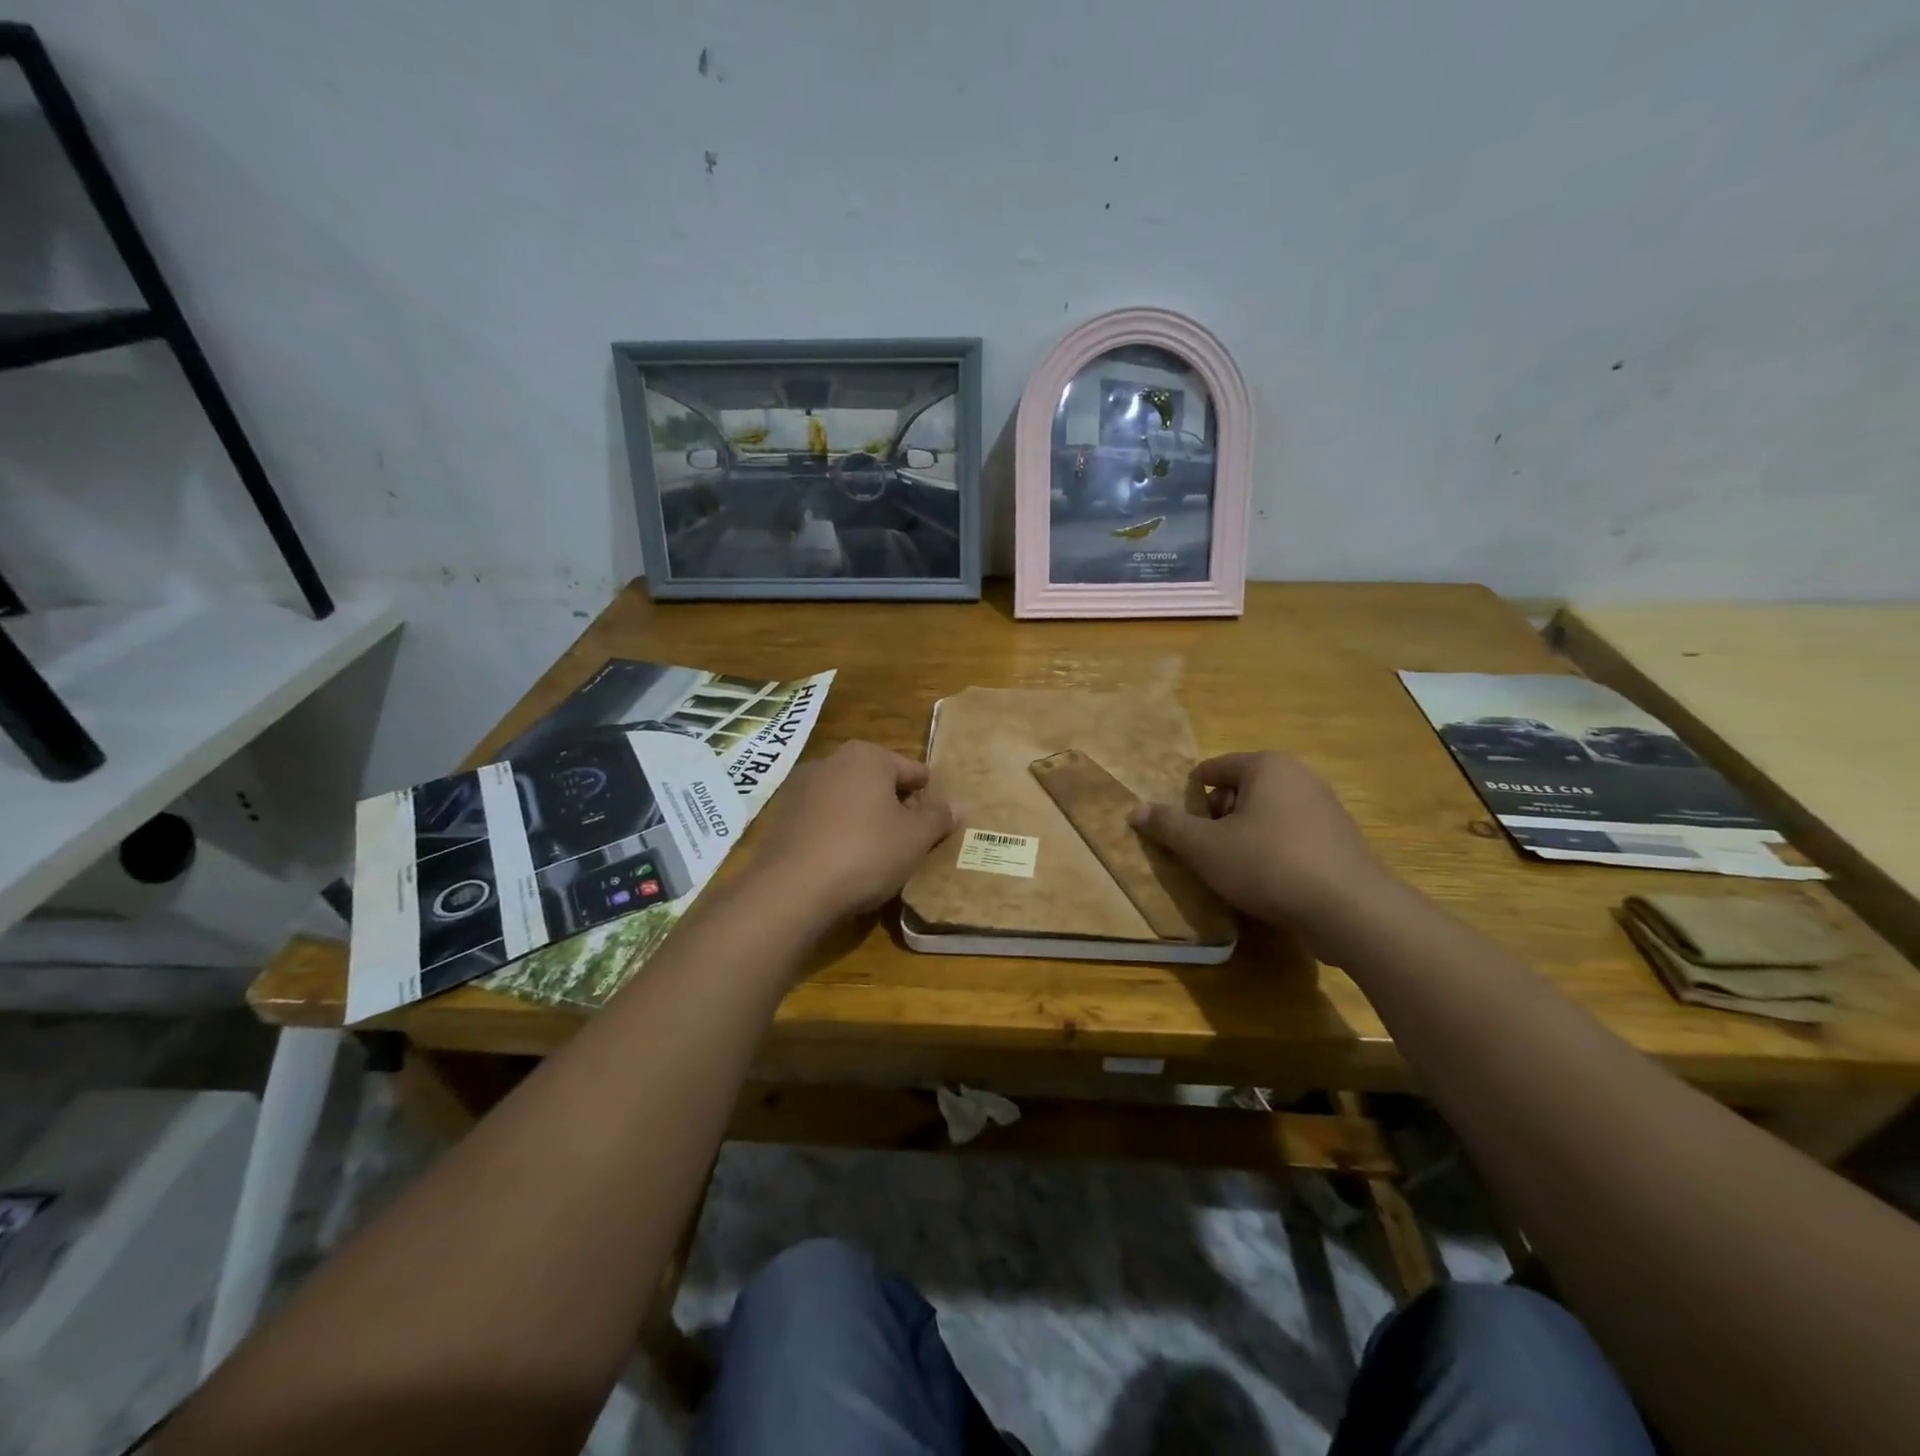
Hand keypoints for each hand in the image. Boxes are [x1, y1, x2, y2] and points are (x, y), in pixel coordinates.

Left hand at [745, 740, 955, 922]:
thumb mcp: (915, 838)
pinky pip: (824, 819)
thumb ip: (938, 818)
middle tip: (911, 838)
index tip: (937, 820)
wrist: (793, 888)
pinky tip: (846, 860)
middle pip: (878, 781)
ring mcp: (802, 788)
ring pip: (849, 800)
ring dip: (865, 818)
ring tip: (880, 852)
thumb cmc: (866, 852)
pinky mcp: (784, 817)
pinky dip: (838, 832)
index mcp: (867, 756)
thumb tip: (957, 805)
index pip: (912, 770)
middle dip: (895, 805)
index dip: (929, 795)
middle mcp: (832, 761)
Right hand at [1130, 752, 1392, 946]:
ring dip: (1243, 839)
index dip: (1191, 796)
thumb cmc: (1267, 863)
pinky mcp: (1339, 843)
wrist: (1348, 909)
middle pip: (1240, 792)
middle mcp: (1299, 777)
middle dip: (1217, 820)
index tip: (1180, 827)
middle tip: (1203, 852)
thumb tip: (1135, 809)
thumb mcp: (1204, 846)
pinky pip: (1291, 839)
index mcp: (1267, 766)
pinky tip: (1265, 885)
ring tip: (1230, 872)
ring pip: (1266, 817)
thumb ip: (1168, 825)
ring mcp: (1325, 810)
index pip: (1214, 769)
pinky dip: (1272, 855)